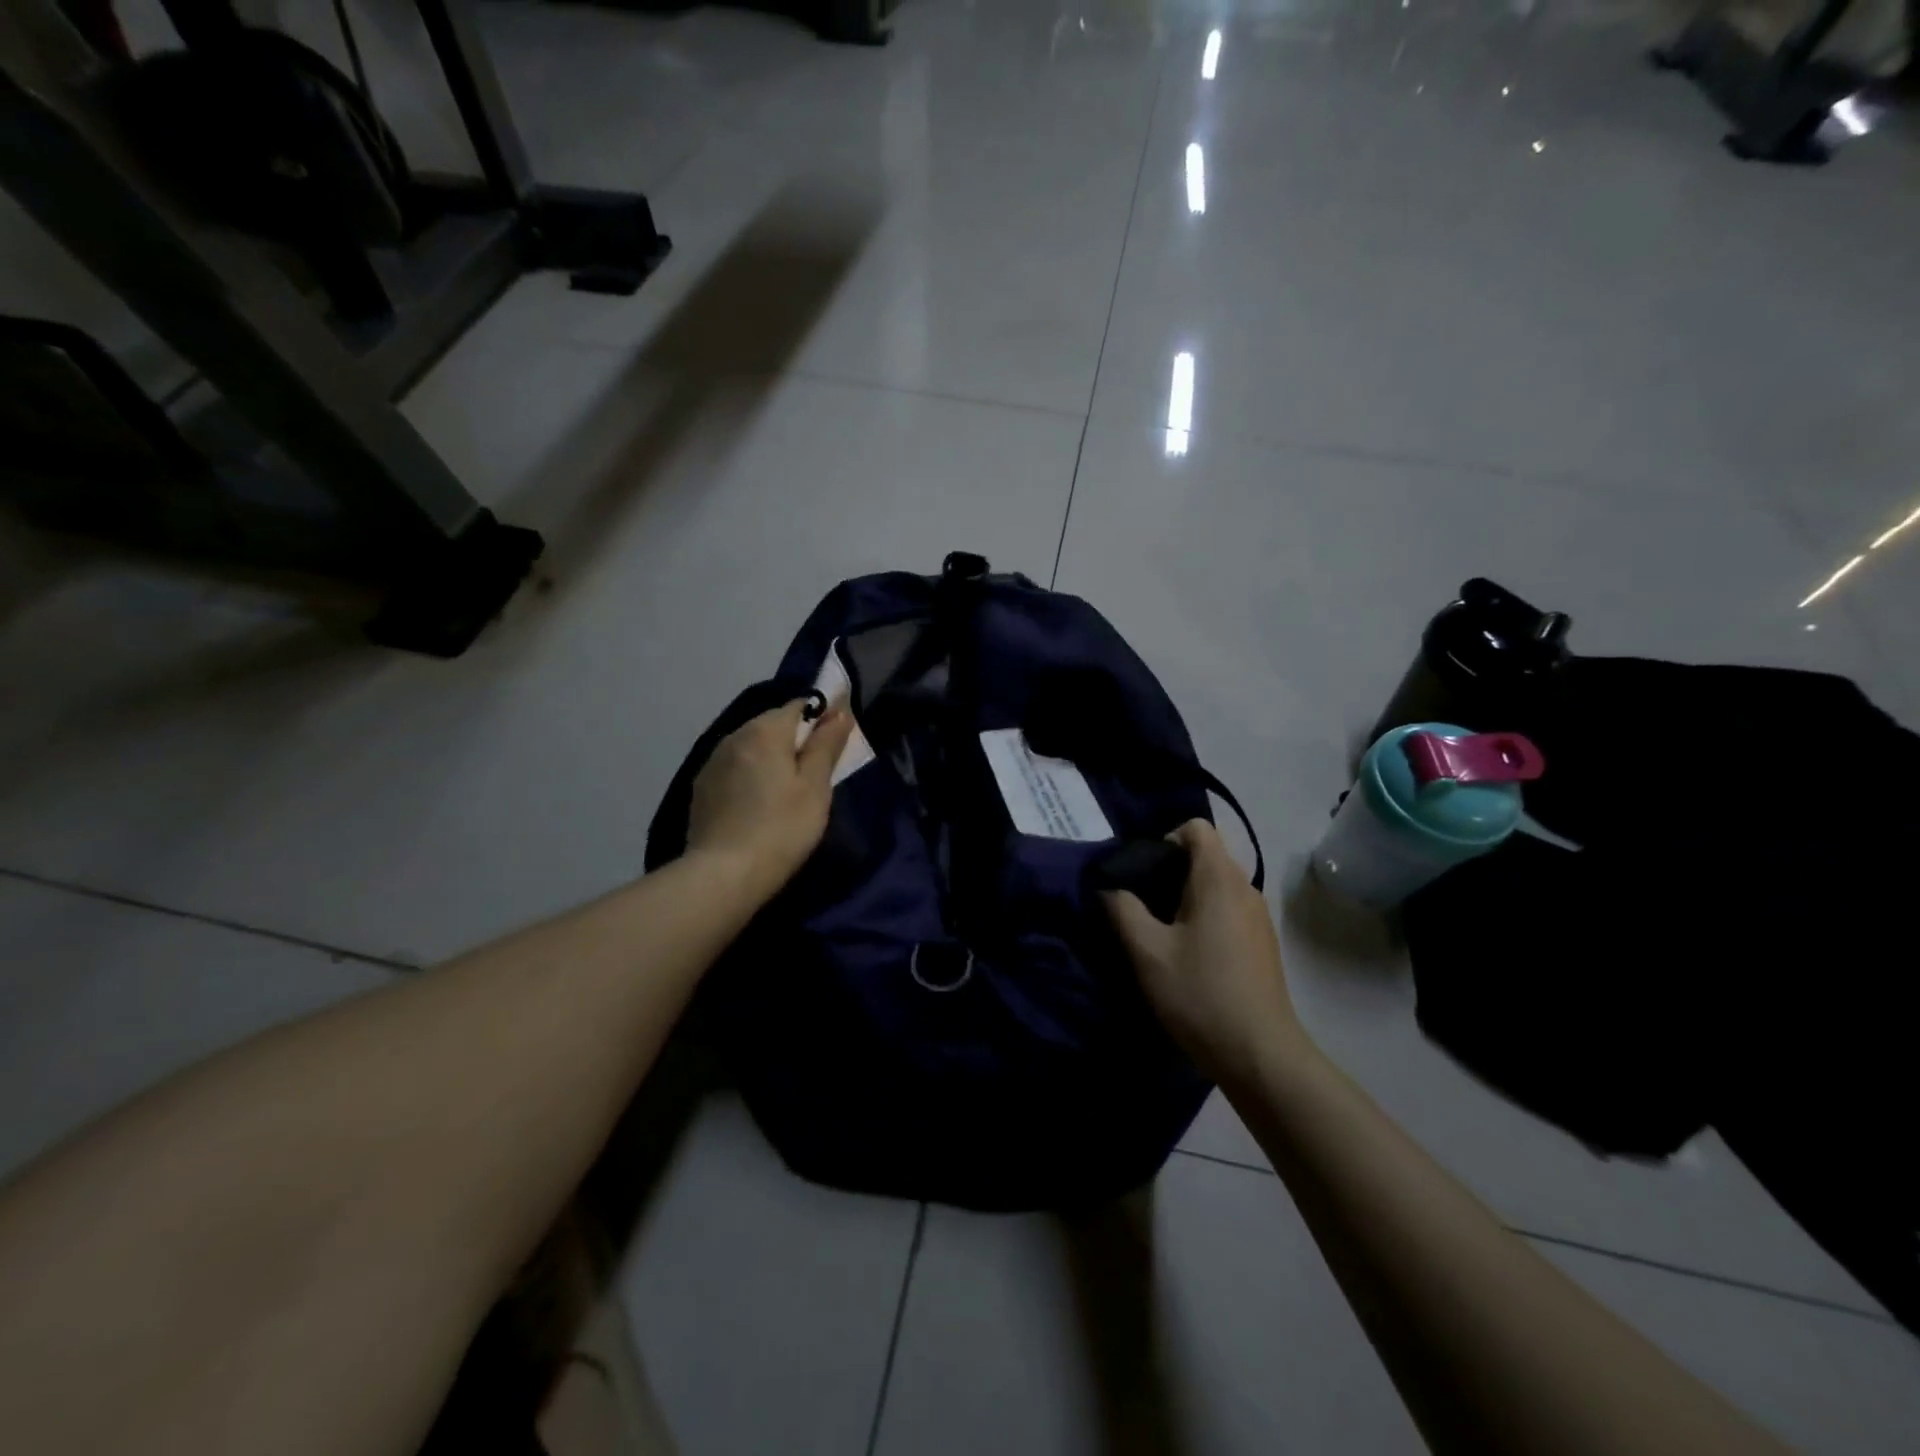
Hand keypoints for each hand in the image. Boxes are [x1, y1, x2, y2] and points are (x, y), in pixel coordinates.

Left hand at [685, 699, 854, 896]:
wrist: (723, 875)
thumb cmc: (782, 828)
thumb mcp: (815, 787)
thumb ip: (826, 745)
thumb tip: (839, 711)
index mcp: (764, 730)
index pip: (800, 706)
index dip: (822, 719)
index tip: (835, 746)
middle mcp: (733, 735)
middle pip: (773, 725)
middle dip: (795, 741)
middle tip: (815, 775)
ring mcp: (712, 762)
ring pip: (751, 747)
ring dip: (771, 759)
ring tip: (786, 792)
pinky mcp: (701, 788)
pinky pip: (734, 768)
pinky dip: (750, 776)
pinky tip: (758, 804)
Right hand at [1103, 820, 1304, 1085]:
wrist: (1260, 1055)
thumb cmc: (1200, 994)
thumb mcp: (1147, 952)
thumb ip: (1123, 910)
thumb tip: (1110, 887)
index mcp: (1219, 879)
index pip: (1196, 828)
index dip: (1164, 839)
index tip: (1143, 874)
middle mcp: (1246, 888)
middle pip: (1206, 855)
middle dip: (1170, 871)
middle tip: (1141, 904)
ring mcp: (1259, 916)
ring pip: (1217, 885)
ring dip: (1187, 897)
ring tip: (1160, 931)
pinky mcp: (1264, 943)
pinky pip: (1229, 909)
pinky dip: (1206, 916)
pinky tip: (1189, 954)